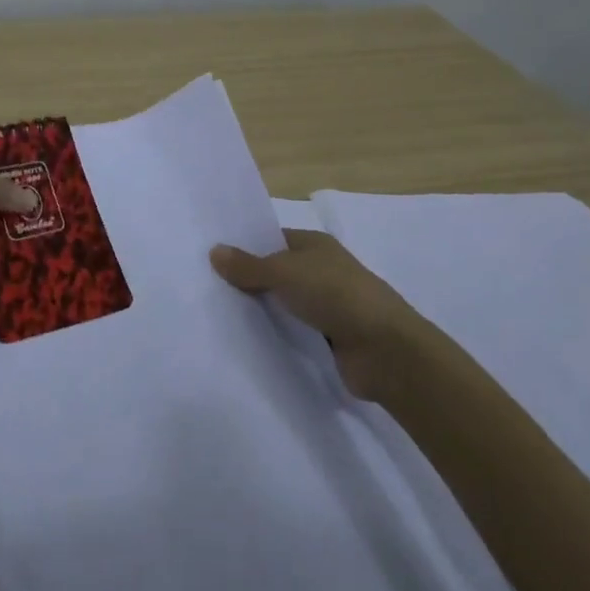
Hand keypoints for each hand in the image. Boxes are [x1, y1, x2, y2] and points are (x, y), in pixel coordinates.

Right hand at [210, 230, 434, 401]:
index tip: (209, 256)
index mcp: (315, 245)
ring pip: (282, 304)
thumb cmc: (336, 295)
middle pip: (275, 273)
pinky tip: (244, 341)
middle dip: (246, 280)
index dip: (243, 246)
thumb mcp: (285, 272)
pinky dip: (274, 335)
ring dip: (259, 310)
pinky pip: (292, 332)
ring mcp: (326, 306)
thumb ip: (248, 265)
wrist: (385, 351)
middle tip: (203, 287)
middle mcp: (321, 271)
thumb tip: (214, 250)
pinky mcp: (327, 339)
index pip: (272, 239)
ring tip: (215, 315)